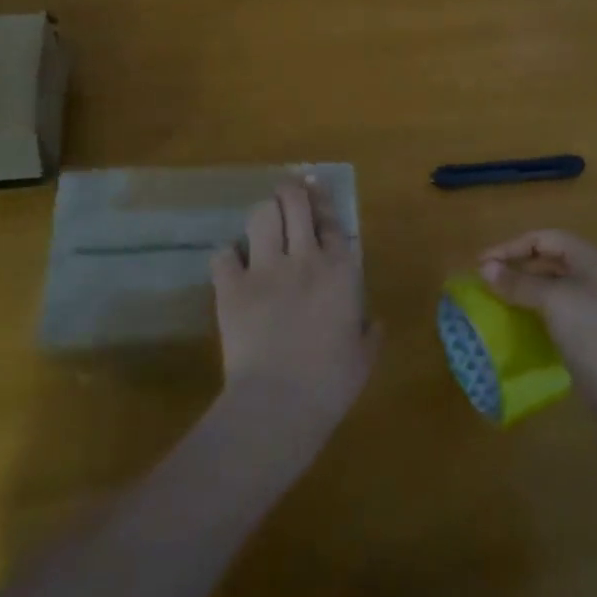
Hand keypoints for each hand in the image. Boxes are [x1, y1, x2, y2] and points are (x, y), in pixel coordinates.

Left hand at [211, 178, 379, 444]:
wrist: (278, 404)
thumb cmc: (330, 384)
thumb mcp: (364, 358)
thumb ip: (370, 333)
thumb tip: (373, 322)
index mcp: (341, 271)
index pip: (332, 220)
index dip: (324, 202)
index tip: (317, 192)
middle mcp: (305, 258)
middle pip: (295, 202)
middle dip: (291, 192)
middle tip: (288, 194)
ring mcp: (265, 268)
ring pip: (261, 215)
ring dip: (263, 215)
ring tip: (263, 224)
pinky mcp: (231, 286)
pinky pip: (223, 254)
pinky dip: (228, 257)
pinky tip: (232, 267)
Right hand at [480, 230, 596, 425]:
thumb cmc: (594, 335)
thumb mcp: (554, 302)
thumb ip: (519, 283)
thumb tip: (485, 268)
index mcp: (591, 257)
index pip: (544, 238)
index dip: (510, 247)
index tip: (480, 263)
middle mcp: (596, 273)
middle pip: (549, 259)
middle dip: (516, 266)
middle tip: (485, 280)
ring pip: (553, 285)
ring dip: (524, 288)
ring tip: (496, 299)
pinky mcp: (594, 329)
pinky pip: (558, 308)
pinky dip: (536, 309)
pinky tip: (520, 321)